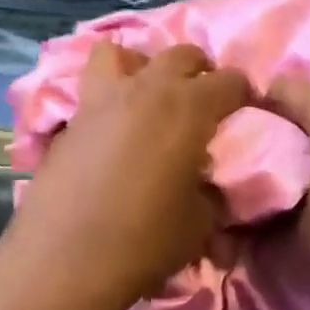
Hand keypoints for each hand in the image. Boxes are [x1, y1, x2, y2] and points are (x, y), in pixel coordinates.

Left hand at [4, 43, 248, 309]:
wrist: (64, 258)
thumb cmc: (144, 241)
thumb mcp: (199, 224)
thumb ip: (210, 192)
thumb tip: (207, 185)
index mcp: (188, 108)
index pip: (229, 81)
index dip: (242, 94)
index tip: (244, 112)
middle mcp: (145, 89)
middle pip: (180, 54)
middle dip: (198, 71)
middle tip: (201, 101)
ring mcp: (100, 99)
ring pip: (119, 52)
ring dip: (140, 65)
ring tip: (145, 95)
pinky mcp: (69, 120)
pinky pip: (91, 90)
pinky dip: (106, 98)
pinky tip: (110, 131)